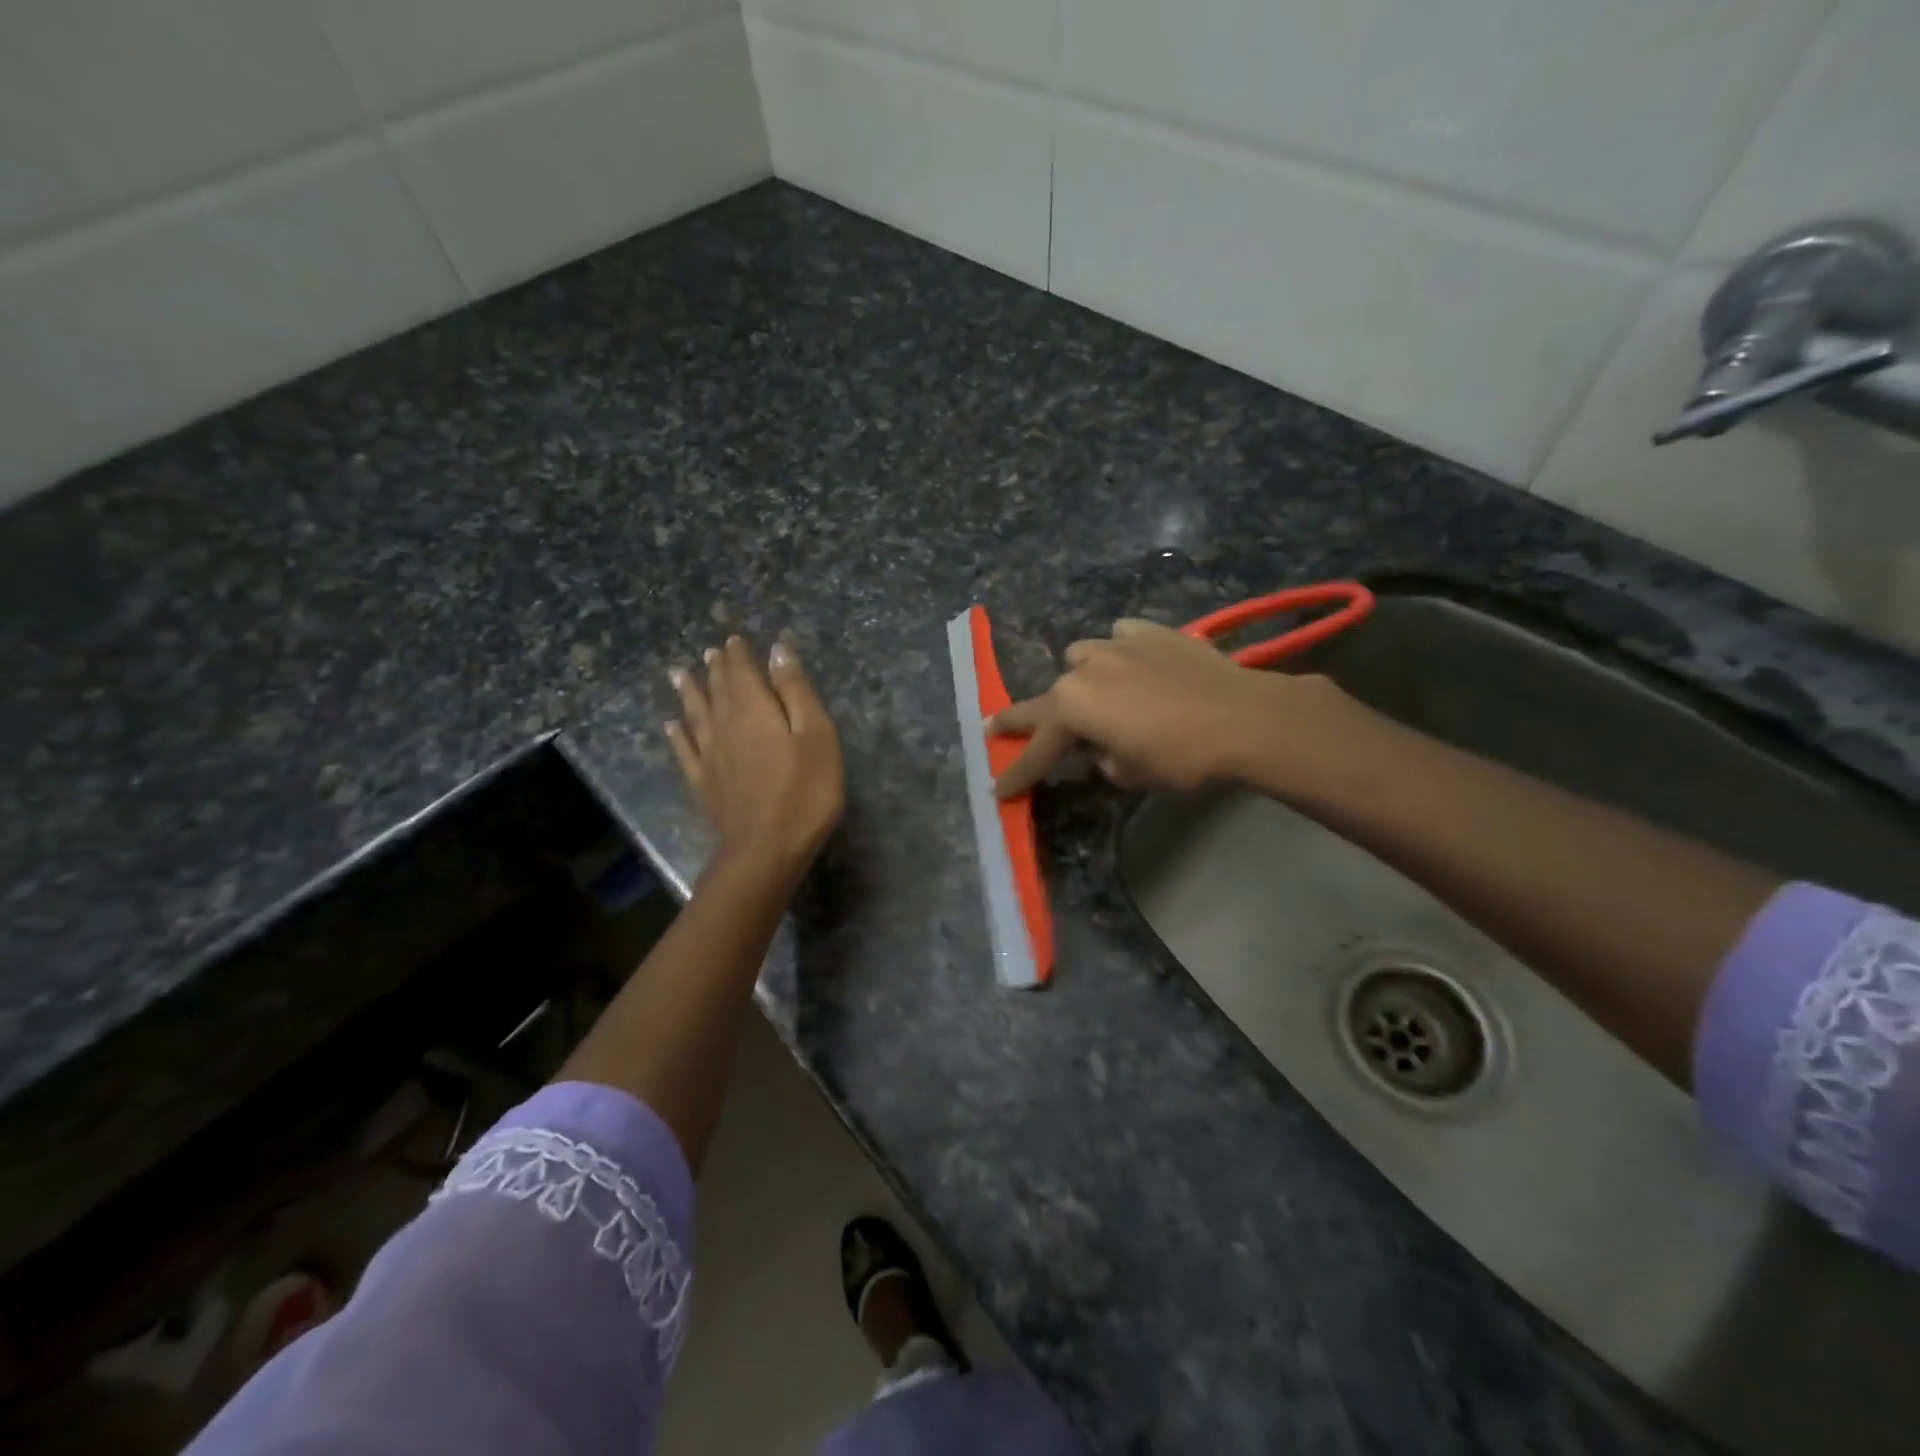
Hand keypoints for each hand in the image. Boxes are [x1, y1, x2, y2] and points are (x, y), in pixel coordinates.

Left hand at [667, 635, 844, 881]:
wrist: (765, 850)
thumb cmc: (804, 792)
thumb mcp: (816, 735)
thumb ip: (795, 691)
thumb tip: (778, 651)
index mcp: (754, 709)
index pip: (743, 672)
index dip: (739, 655)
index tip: (735, 639)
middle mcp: (725, 725)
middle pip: (718, 689)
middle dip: (717, 668)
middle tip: (712, 652)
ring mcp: (709, 756)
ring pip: (695, 714)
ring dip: (690, 692)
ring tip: (679, 674)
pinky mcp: (702, 783)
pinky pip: (684, 750)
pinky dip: (677, 734)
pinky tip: (671, 726)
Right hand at [990, 618, 1352, 797]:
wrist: (1245, 718)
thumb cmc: (1182, 758)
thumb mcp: (1132, 775)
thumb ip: (1104, 759)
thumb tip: (1105, 746)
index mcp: (1073, 708)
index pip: (1036, 748)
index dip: (1018, 772)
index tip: (998, 790)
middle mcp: (1084, 670)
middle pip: (1048, 698)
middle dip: (1030, 719)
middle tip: (1006, 730)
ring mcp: (1117, 644)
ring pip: (1081, 657)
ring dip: (1081, 678)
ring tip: (1098, 693)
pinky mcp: (1151, 631)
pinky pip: (1122, 638)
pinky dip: (1122, 653)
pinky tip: (1136, 664)